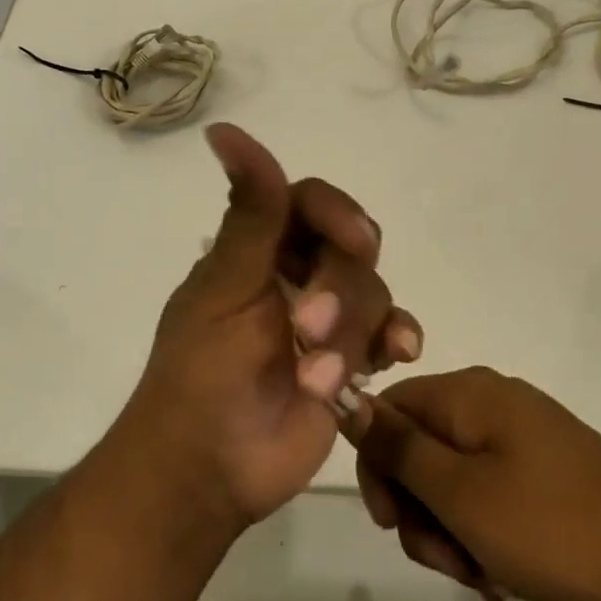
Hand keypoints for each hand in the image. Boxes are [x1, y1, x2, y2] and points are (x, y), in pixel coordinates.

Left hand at [116, 124, 424, 532]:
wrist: (207, 471)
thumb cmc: (201, 373)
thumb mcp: (226, 287)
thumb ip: (248, 213)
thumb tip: (223, 129)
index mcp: (260, 248)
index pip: (311, 202)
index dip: (338, 213)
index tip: (354, 239)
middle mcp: (296, 274)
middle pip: (352, 249)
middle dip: (341, 290)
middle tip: (310, 330)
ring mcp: (326, 318)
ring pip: (373, 292)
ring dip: (355, 333)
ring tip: (321, 380)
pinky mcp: (349, 360)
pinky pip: (389, 332)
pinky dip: (398, 337)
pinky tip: (399, 353)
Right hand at [349, 368, 600, 600]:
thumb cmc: (552, 527)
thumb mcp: (460, 493)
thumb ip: (398, 446)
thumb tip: (346, 396)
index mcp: (468, 394)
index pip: (390, 409)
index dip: (377, 465)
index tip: (391, 523)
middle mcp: (491, 400)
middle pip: (421, 447)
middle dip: (421, 510)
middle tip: (447, 562)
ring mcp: (523, 433)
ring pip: (454, 477)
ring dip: (452, 530)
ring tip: (482, 578)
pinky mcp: (546, 466)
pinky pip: (490, 490)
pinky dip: (484, 530)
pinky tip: (503, 575)